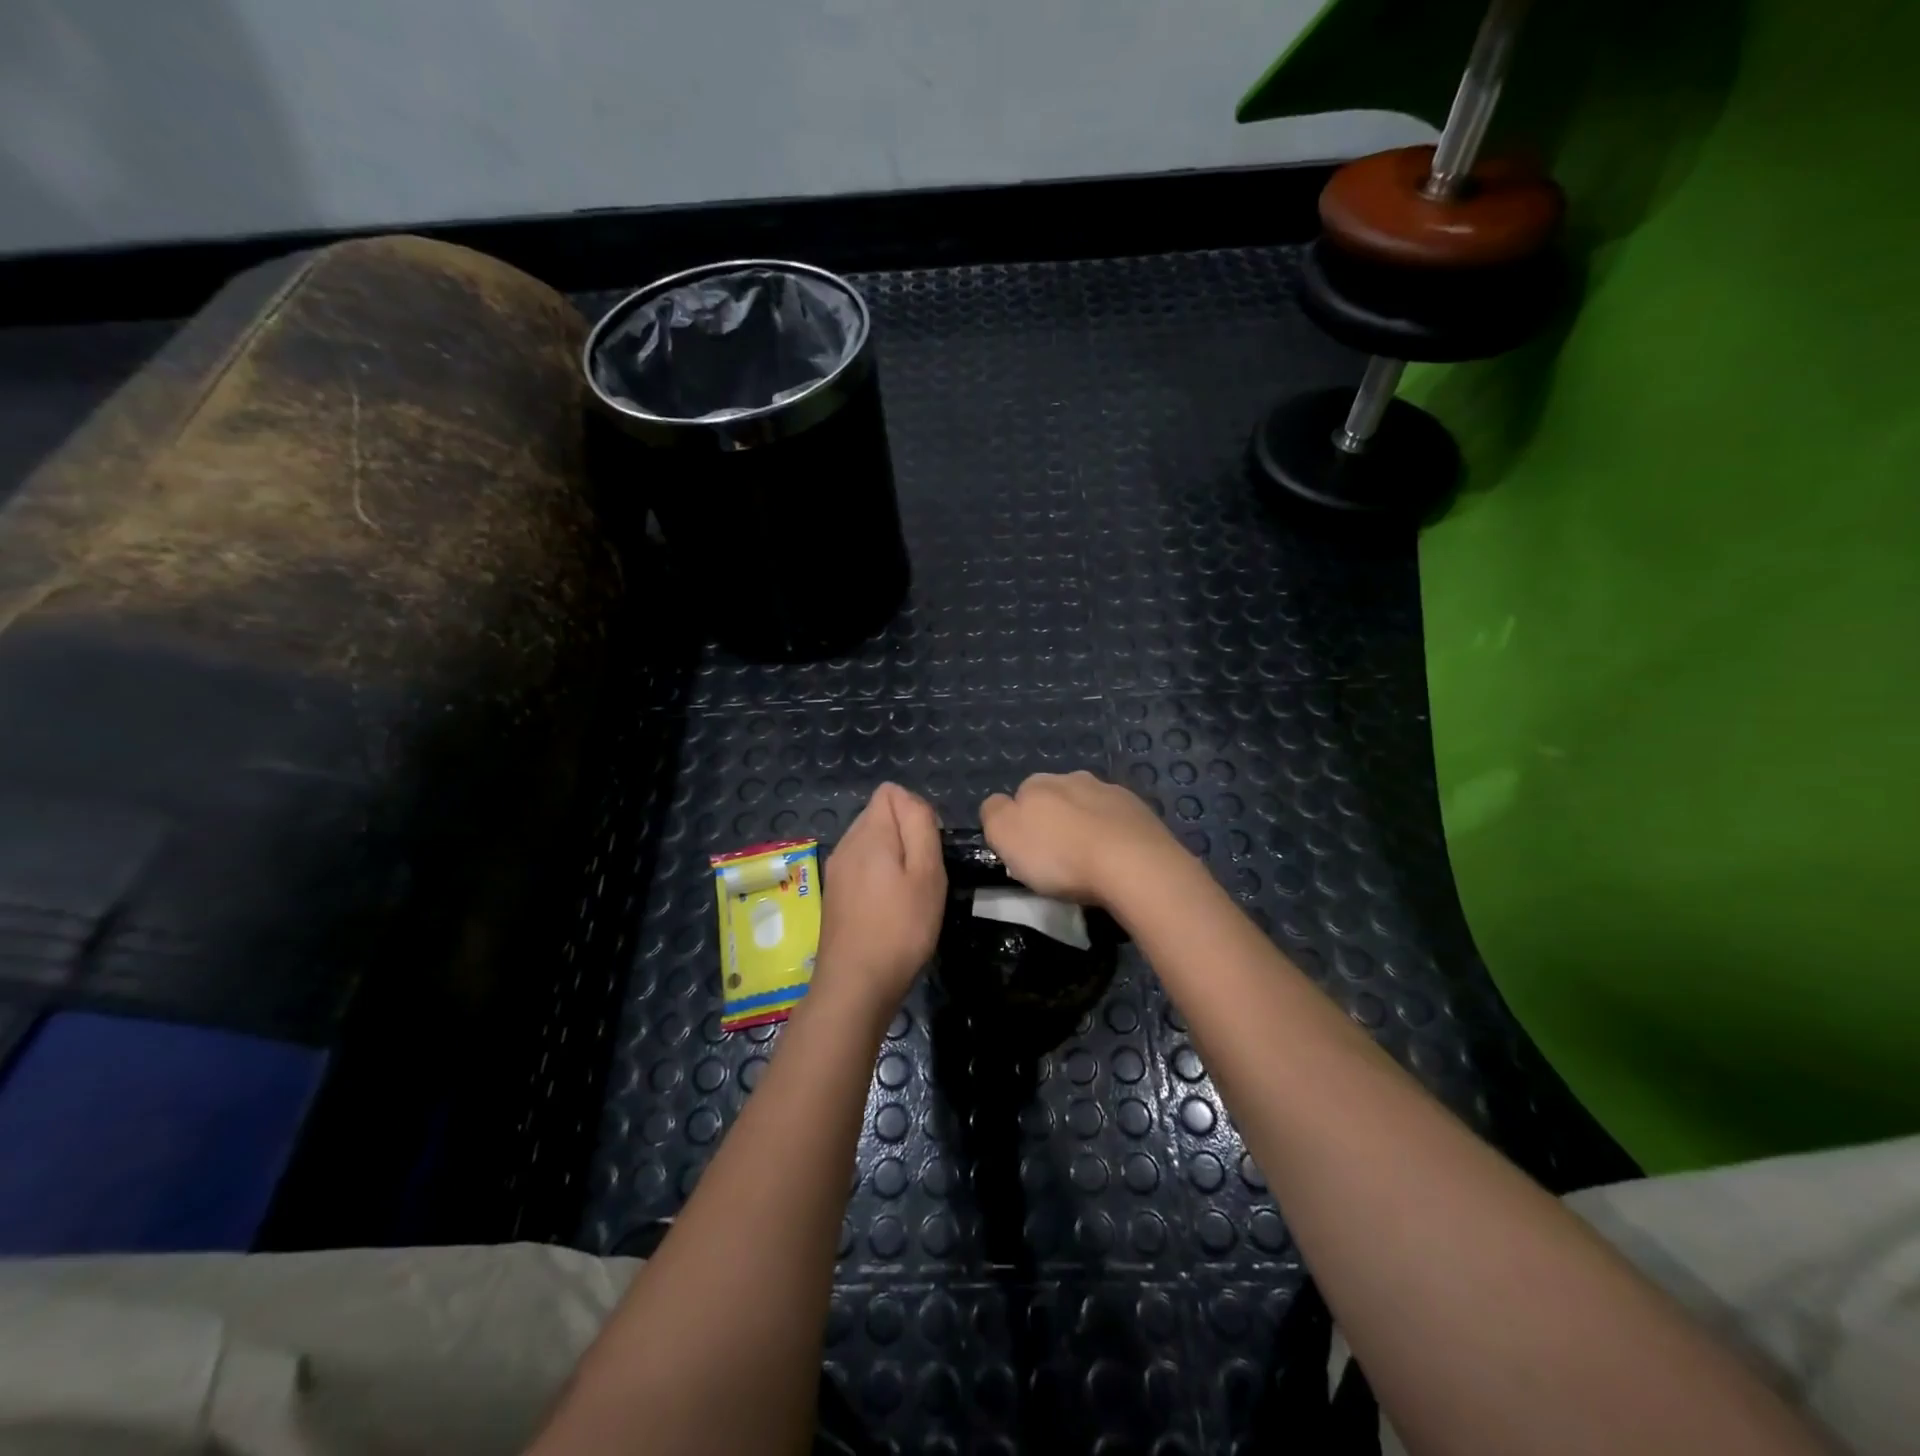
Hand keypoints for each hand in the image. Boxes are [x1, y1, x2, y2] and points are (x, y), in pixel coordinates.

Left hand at [814, 783, 946, 1017]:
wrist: (855, 985)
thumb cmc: (900, 928)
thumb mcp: (927, 873)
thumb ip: (919, 826)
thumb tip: (909, 798)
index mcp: (869, 833)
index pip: (890, 792)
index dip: (916, 811)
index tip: (928, 848)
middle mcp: (846, 843)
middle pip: (879, 815)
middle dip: (905, 834)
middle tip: (922, 875)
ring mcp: (836, 869)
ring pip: (870, 841)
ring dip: (892, 857)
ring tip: (908, 894)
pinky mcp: (834, 893)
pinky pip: (861, 865)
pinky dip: (878, 876)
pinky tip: (888, 908)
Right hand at [980, 770, 1180, 906]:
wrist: (1133, 866)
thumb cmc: (1060, 855)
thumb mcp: (1005, 835)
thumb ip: (994, 813)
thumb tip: (999, 805)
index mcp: (1039, 783)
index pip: (1019, 796)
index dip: (1020, 825)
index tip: (1026, 853)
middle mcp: (1075, 778)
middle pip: (1056, 799)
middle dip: (1055, 822)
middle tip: (1057, 859)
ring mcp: (1112, 793)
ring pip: (1089, 806)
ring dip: (1085, 826)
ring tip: (1089, 862)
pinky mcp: (1142, 812)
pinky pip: (1118, 821)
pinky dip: (1113, 836)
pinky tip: (1115, 860)